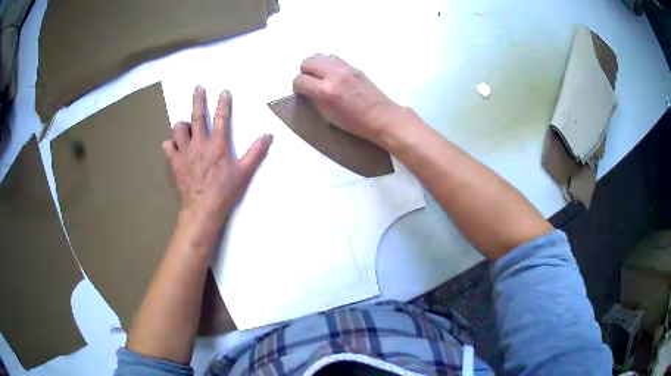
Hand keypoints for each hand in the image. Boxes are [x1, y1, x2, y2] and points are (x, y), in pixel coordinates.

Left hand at [162, 86, 272, 230]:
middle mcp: (200, 144)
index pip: (222, 118)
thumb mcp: (244, 173)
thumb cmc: (225, 191)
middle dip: (198, 100)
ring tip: (186, 126)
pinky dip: (171, 144)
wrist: (203, 209)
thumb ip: (256, 153)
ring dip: (183, 125)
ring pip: (179, 129)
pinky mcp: (175, 163)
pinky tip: (175, 146)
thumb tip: (268, 135)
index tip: (224, 91)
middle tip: (198, 88)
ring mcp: (185, 153)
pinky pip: (168, 147)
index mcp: (218, 145)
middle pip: (197, 116)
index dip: (223, 103)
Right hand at [293, 54, 403, 143]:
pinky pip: (332, 57)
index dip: (297, 88)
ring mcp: (344, 67)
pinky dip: (327, 64)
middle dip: (304, 73)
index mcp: (325, 90)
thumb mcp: (327, 116)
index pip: (299, 80)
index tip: (301, 93)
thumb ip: (314, 99)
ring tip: (320, 77)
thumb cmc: (354, 123)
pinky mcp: (353, 66)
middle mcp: (333, 74)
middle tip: (309, 83)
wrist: (381, 116)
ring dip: (315, 65)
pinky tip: (332, 75)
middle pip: (306, 62)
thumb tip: (307, 90)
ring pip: (318, 55)